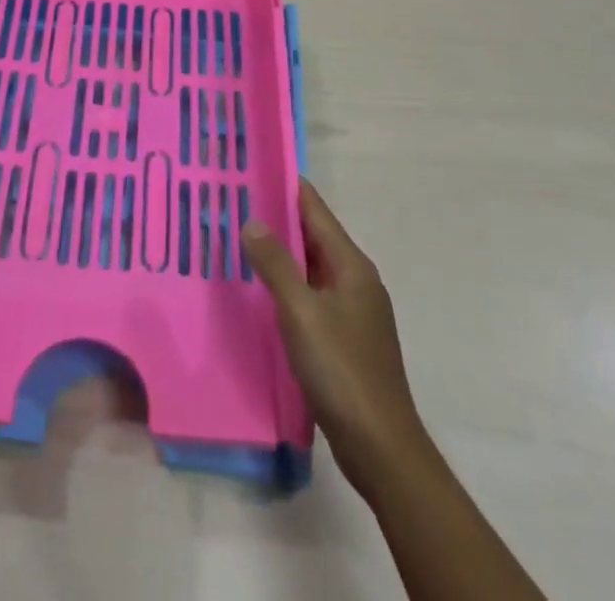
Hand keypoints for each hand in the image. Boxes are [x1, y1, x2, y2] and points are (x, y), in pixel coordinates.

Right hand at [243, 179, 427, 494]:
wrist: (380, 446)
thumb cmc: (342, 369)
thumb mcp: (301, 312)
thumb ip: (276, 264)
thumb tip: (252, 220)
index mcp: (351, 265)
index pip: (316, 210)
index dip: (286, 187)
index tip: (253, 169)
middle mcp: (355, 279)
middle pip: (313, 235)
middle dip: (277, 218)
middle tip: (234, 202)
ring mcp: (353, 310)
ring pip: (311, 267)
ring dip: (280, 252)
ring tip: (239, 239)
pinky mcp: (345, 337)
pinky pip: (312, 294)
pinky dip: (287, 284)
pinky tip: (261, 290)